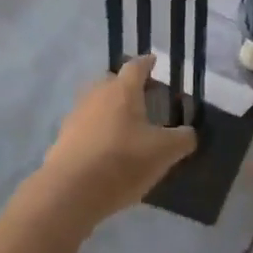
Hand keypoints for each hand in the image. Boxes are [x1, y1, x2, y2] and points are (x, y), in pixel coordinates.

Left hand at [35, 56, 196, 227]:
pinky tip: (106, 149)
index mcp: (123, 89)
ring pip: (97, 103)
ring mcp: (76, 114)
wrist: (70, 190)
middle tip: (144, 100)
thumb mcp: (164, 153)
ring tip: (126, 127)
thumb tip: (189, 133)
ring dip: (111, 110)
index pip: (136, 66)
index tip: (154, 62)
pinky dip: (97, 131)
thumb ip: (182, 139)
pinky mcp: (63, 136)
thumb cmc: (122, 161)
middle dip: (127, 87)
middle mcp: (97, 93)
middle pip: (113, 82)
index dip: (147, 63)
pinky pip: (86, 125)